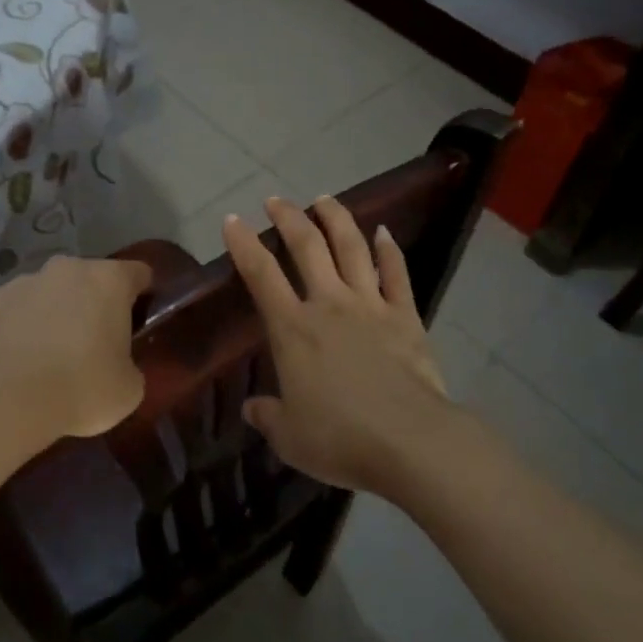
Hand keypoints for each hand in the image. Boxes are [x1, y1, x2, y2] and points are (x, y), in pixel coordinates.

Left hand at [0, 255, 152, 444]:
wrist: (14, 402)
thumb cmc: (85, 388)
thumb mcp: (130, 386)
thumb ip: (130, 362)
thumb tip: (119, 363)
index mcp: (110, 279)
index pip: (139, 274)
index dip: (142, 295)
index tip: (137, 320)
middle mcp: (68, 268)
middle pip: (89, 278)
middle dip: (92, 302)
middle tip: (92, 341)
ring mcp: (24, 280)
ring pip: (47, 290)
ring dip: (53, 310)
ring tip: (48, 351)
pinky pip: (10, 307)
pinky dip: (15, 323)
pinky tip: (15, 354)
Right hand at [223, 196, 453, 493]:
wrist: (411, 441)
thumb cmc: (341, 439)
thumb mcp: (290, 437)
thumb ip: (268, 416)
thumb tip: (251, 409)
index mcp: (293, 329)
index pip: (261, 275)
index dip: (243, 244)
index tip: (232, 220)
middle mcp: (329, 304)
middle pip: (307, 246)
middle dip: (289, 218)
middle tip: (276, 200)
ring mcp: (370, 305)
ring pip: (351, 248)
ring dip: (336, 219)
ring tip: (324, 200)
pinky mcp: (405, 316)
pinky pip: (396, 273)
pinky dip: (389, 250)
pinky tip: (384, 232)